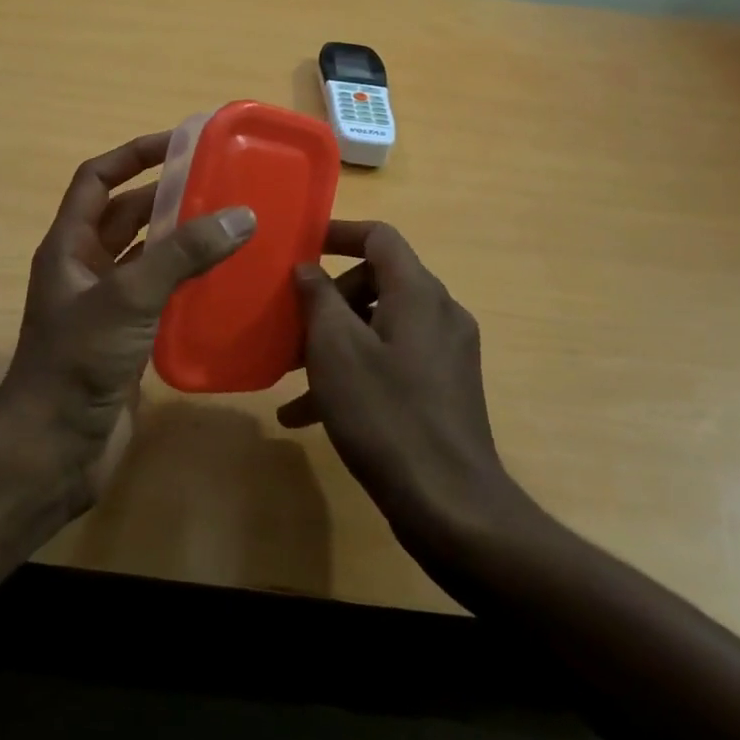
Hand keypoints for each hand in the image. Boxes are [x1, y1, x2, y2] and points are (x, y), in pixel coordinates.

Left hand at [0, 131, 255, 512]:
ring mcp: (105, 307)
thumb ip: (183, 255)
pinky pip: (160, 297)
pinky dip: (188, 285)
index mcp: (70, 245)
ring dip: (182, 242)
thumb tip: (242, 215)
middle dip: (168, 197)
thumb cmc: (78, 361)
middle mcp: (85, 269)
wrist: (55, 448)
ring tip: (233, 228)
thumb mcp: (129, 297)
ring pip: (147, 258)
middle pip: (127, 216)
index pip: (96, 179)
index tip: (179, 143)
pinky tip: (227, 284)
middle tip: (221, 186)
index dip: (133, 155)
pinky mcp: (126, 340)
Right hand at [279, 221, 533, 555]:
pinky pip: (390, 363)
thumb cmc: (385, 414)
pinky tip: (307, 414)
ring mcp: (445, 354)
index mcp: (418, 293)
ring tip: (288, 374)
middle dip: (328, 299)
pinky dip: (354, 373)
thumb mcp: (335, 349)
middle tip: (290, 325)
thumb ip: (318, 298)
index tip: (300, 247)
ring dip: (333, 342)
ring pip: (378, 327)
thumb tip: (307, 268)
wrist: (451, 506)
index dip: (338, 233)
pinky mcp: (443, 390)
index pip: (379, 236)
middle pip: (376, 281)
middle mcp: (439, 313)